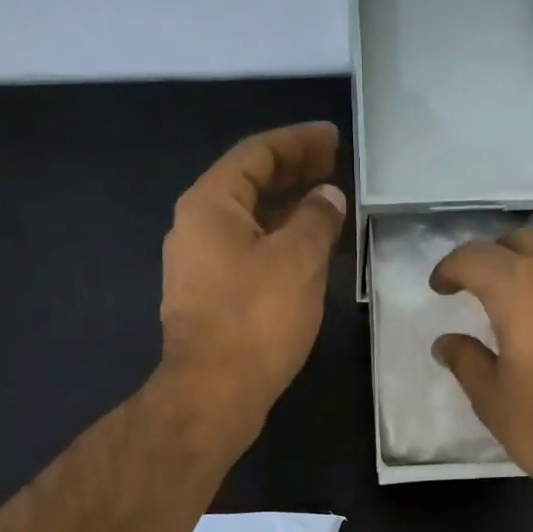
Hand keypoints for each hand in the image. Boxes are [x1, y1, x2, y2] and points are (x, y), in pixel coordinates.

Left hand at [159, 122, 346, 438]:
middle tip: (336, 167)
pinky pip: (248, 254)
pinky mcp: (210, 298)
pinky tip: (308, 256)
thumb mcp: (297, 260)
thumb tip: (327, 197)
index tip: (334, 139)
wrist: (214, 392)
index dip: (298, 142)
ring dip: (289, 211)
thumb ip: (316, 218)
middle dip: (294, 173)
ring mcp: (199, 266)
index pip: (257, 154)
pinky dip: (279, 244)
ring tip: (330, 209)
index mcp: (210, 204)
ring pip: (250, 223)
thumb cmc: (256, 319)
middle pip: (249, 185)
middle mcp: (196, 227)